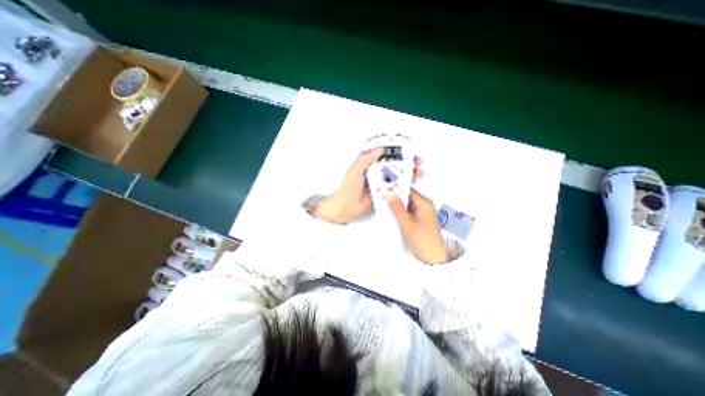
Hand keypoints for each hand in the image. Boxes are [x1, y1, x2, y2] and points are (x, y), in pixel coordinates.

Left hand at [315, 147, 422, 223]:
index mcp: (370, 165)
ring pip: (397, 177)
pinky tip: (410, 186)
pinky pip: (395, 189)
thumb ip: (366, 159)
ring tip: (417, 174)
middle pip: (395, 166)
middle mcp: (376, 173)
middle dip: (408, 164)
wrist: (344, 209)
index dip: (398, 153)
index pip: (386, 155)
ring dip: (408, 175)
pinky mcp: (383, 194)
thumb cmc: (346, 189)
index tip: (408, 151)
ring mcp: (381, 184)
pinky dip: (404, 187)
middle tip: (417, 164)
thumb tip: (380, 149)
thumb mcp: (355, 171)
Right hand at [385, 189, 444, 264]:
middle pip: (407, 197)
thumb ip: (397, 208)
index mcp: (425, 204)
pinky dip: (399, 213)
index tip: (384, 189)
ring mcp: (421, 214)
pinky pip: (407, 212)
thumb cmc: (424, 241)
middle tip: (382, 196)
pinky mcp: (418, 221)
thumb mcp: (407, 223)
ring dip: (396, 206)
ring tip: (384, 204)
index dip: (396, 189)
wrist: (433, 259)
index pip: (408, 190)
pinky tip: (391, 214)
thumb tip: (388, 194)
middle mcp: (424, 206)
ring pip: (406, 205)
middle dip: (395, 197)